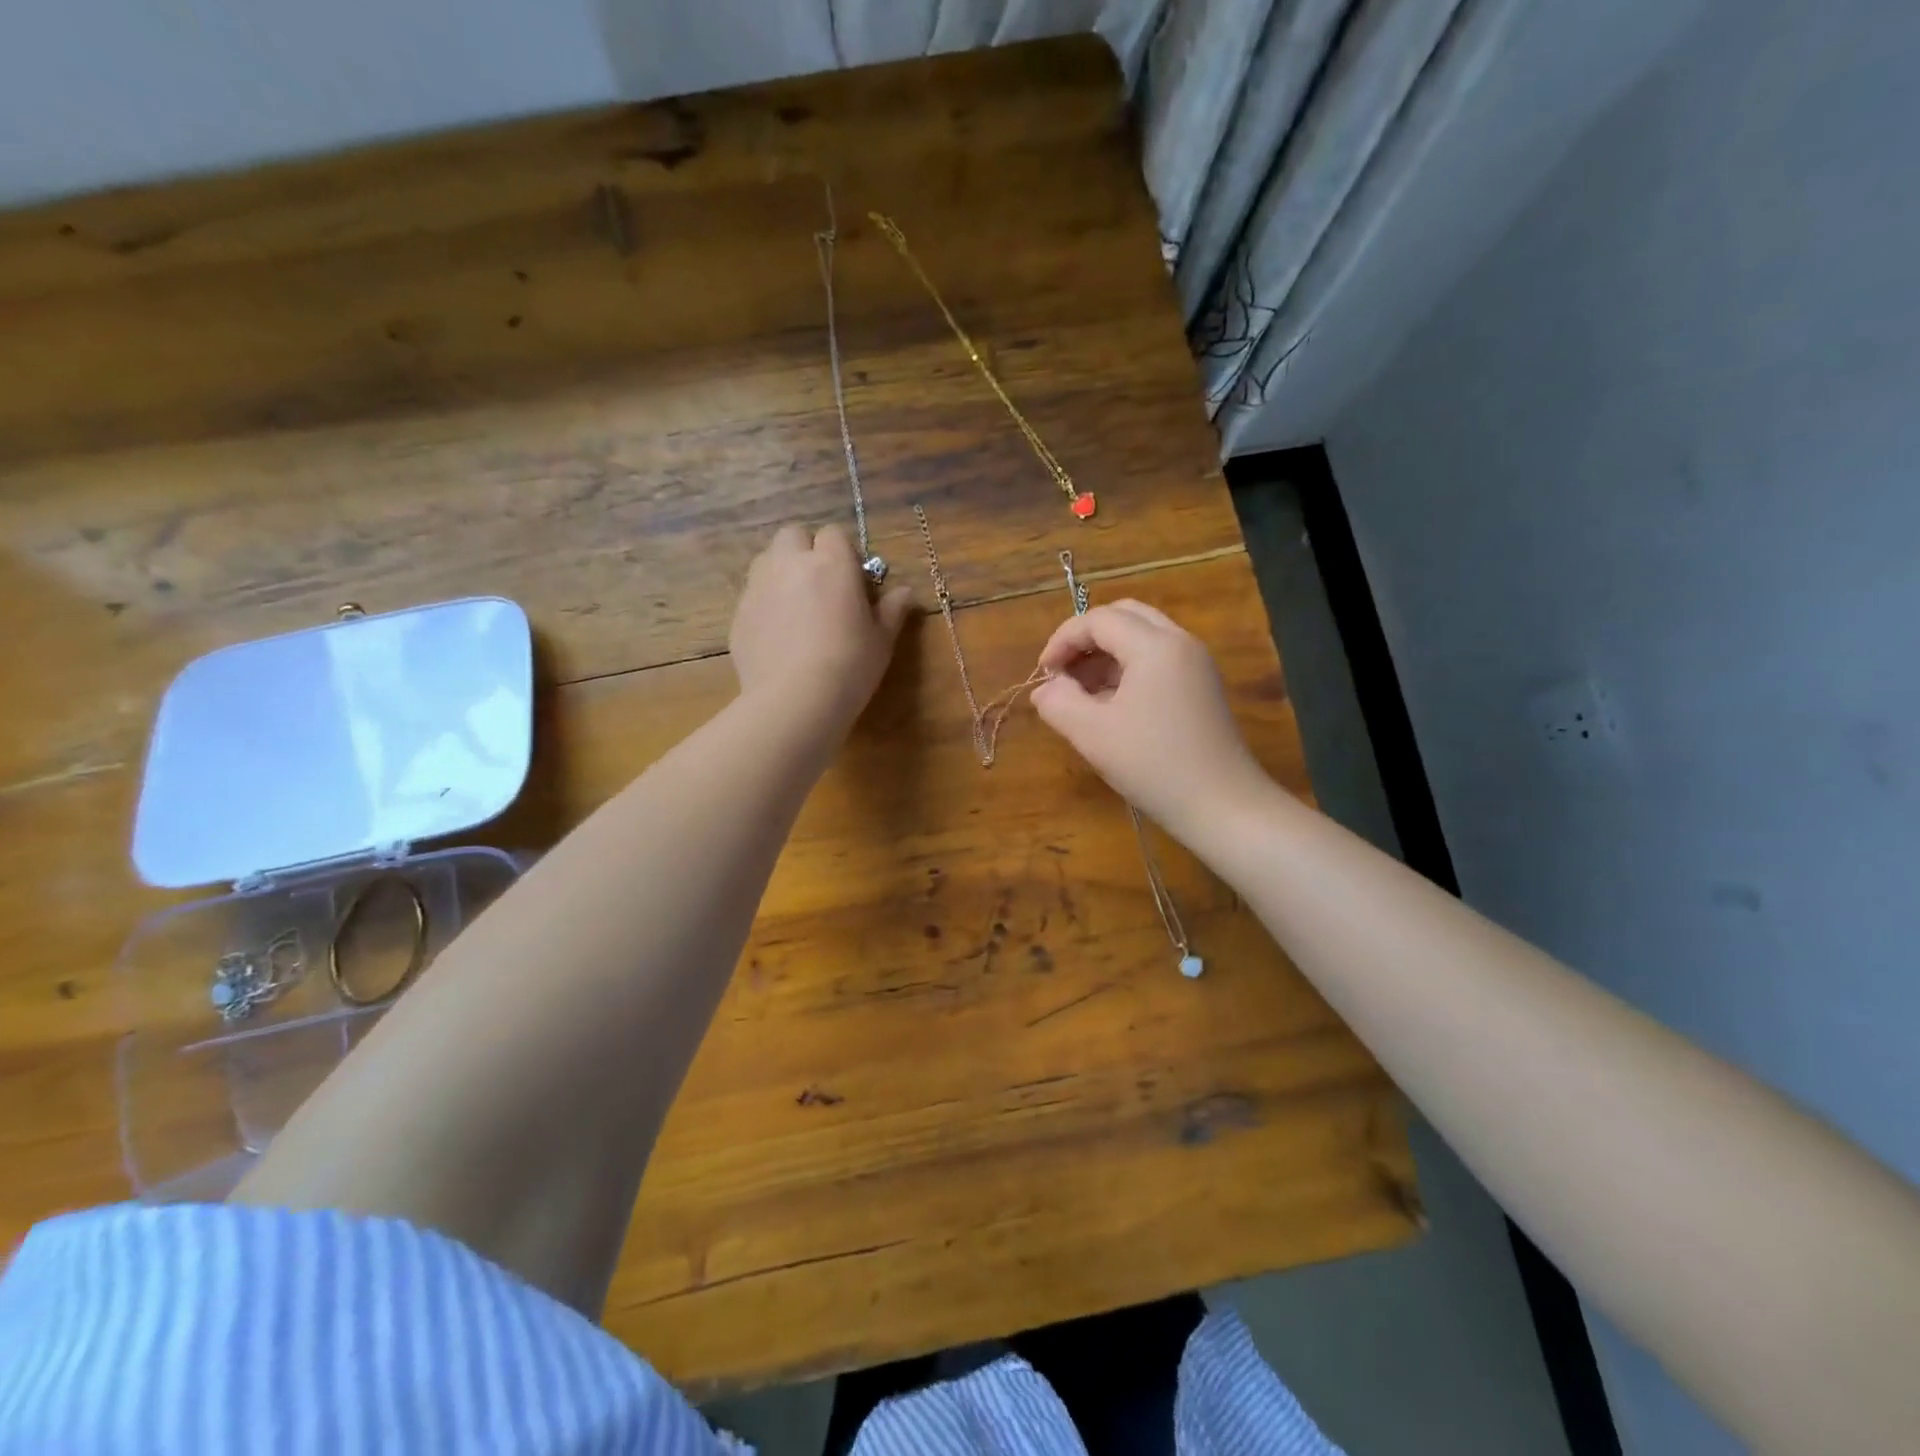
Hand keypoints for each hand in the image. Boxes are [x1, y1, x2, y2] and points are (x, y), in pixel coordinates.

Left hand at [730, 523, 912, 739]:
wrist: (794, 701)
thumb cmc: (849, 666)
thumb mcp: (882, 640)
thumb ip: (892, 610)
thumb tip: (906, 592)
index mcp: (831, 564)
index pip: (834, 534)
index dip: (842, 553)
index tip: (852, 580)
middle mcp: (790, 565)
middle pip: (792, 535)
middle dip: (805, 551)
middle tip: (821, 585)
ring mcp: (758, 587)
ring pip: (767, 561)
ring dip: (782, 573)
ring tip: (796, 608)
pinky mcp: (739, 614)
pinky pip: (753, 596)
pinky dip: (766, 605)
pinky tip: (778, 637)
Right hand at [1030, 600, 1267, 844]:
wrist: (1222, 805)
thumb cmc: (1153, 765)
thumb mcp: (1093, 734)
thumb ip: (1059, 702)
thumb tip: (1044, 689)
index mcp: (1155, 646)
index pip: (1099, 619)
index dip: (1062, 640)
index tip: (1042, 675)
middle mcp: (1180, 643)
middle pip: (1124, 617)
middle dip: (1086, 639)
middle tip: (1062, 673)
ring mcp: (1196, 664)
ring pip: (1142, 637)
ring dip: (1106, 655)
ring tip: (1080, 693)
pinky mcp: (1202, 687)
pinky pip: (1158, 660)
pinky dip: (1127, 669)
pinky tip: (1109, 705)